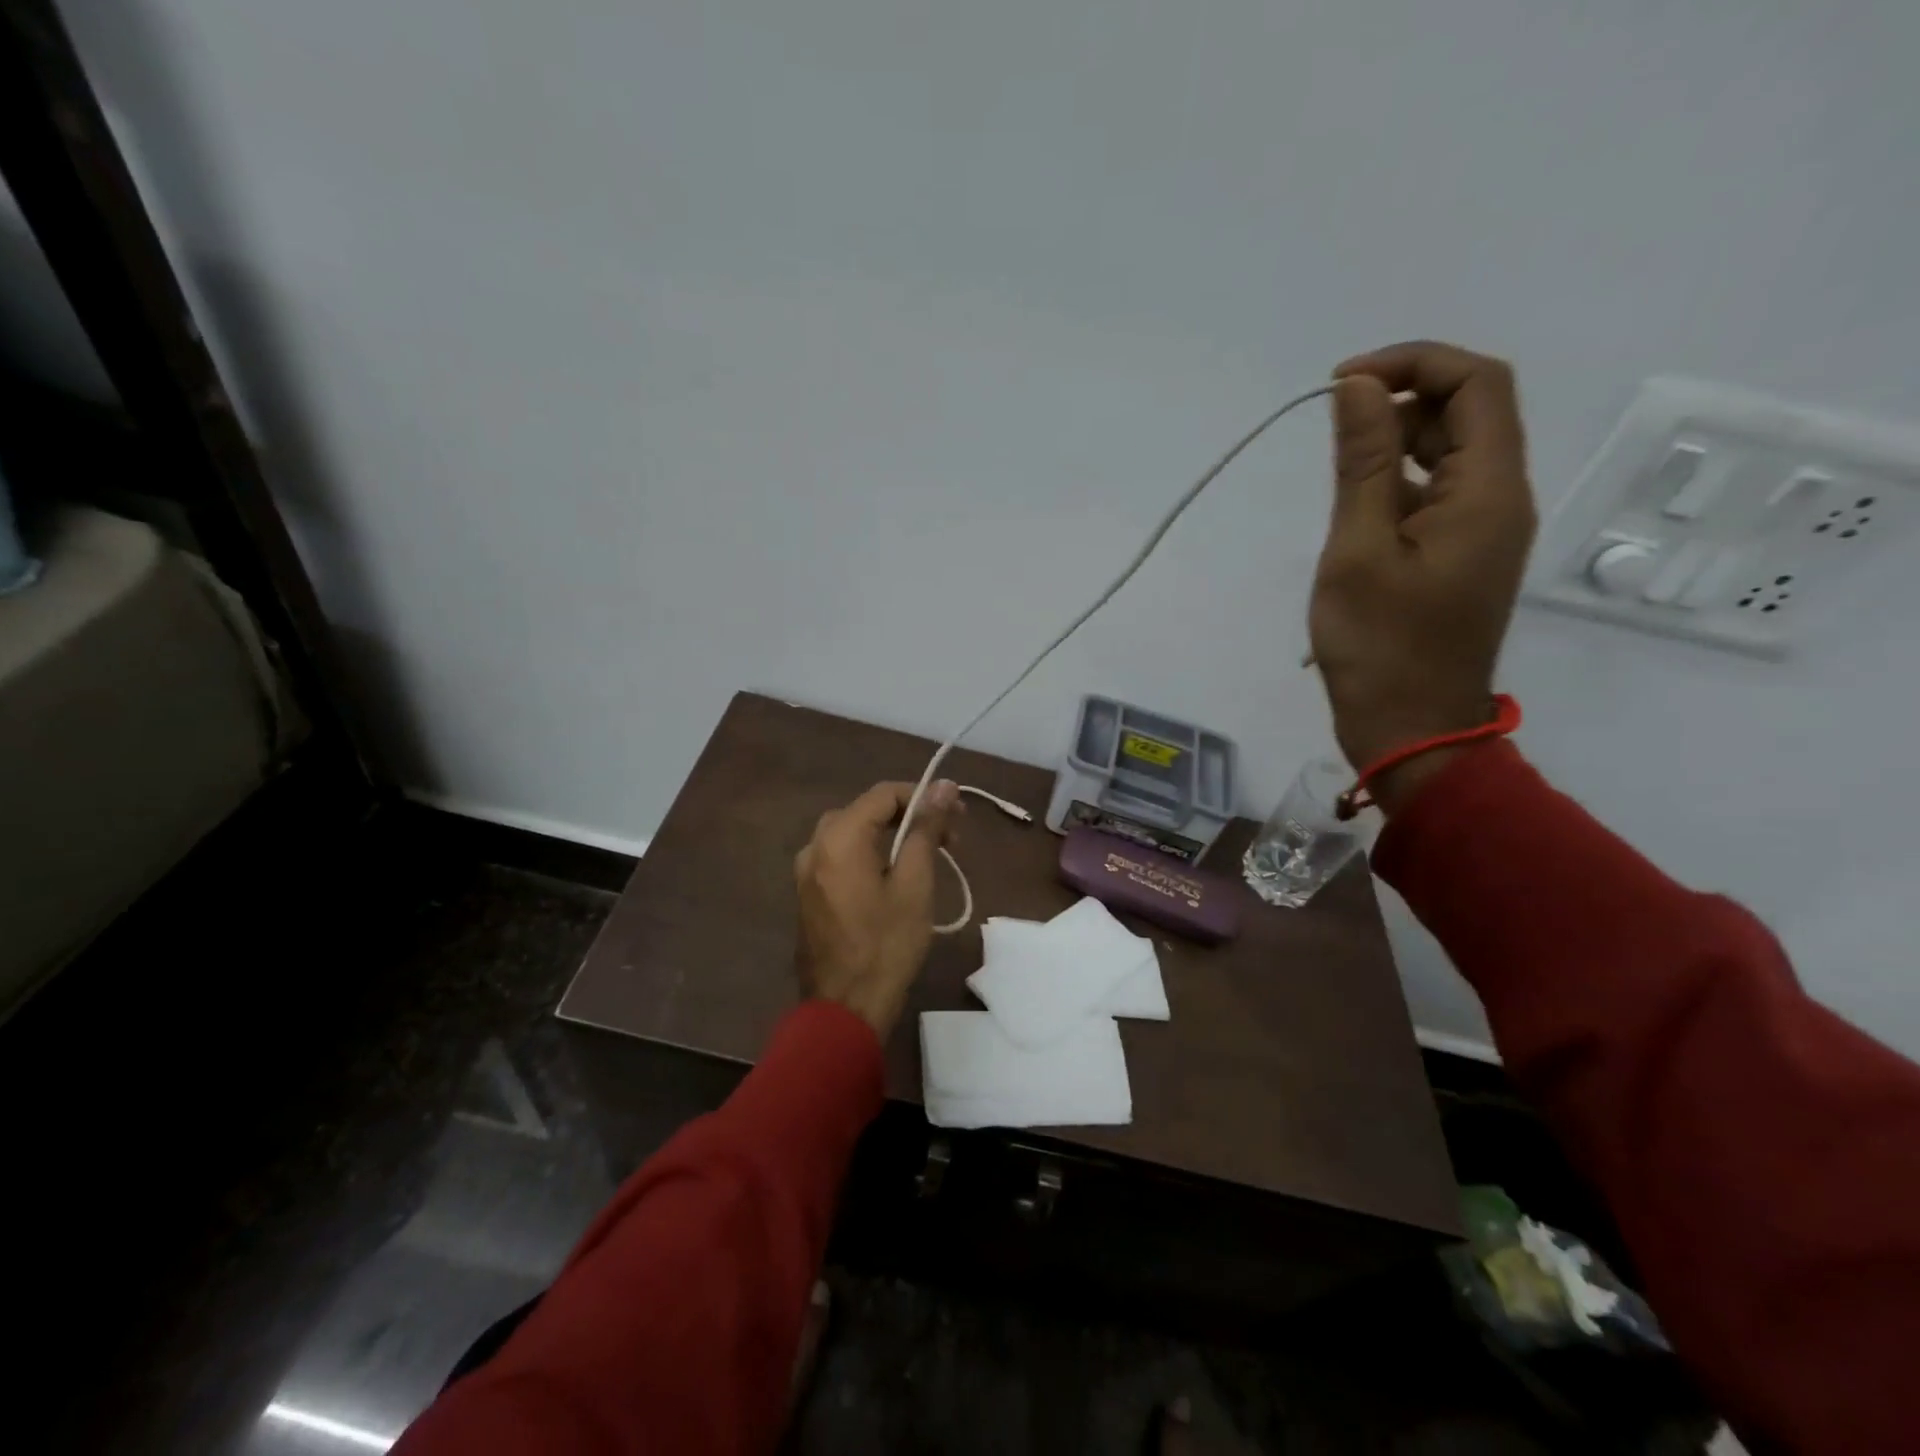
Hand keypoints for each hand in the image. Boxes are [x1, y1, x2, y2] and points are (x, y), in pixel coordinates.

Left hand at [793, 780, 961, 1039]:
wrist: (845, 1008)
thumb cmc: (887, 945)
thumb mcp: (915, 883)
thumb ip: (925, 828)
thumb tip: (943, 786)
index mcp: (839, 837)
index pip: (884, 794)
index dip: (924, 796)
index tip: (958, 815)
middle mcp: (814, 845)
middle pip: (867, 811)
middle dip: (910, 817)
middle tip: (949, 839)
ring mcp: (806, 871)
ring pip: (854, 833)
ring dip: (891, 836)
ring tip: (927, 857)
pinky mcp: (808, 893)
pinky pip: (841, 857)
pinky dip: (870, 855)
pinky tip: (895, 876)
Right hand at [1310, 341, 1536, 809]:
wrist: (1411, 729)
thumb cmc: (1380, 646)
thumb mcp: (1358, 550)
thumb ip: (1361, 464)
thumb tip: (1357, 387)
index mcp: (1488, 492)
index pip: (1477, 384)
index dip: (1414, 363)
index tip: (1343, 383)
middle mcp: (1501, 499)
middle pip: (1470, 412)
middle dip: (1402, 399)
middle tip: (1332, 426)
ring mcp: (1483, 531)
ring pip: (1451, 453)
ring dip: (1396, 441)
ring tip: (1335, 471)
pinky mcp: (1460, 556)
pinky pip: (1437, 494)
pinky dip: (1396, 482)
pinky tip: (1355, 508)